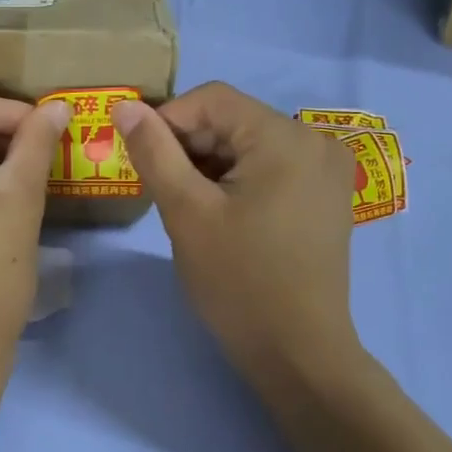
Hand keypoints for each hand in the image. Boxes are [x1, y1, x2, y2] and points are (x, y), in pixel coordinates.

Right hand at [112, 83, 360, 399]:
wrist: (297, 352)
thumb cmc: (238, 281)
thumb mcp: (185, 212)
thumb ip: (154, 152)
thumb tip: (124, 107)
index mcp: (286, 138)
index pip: (212, 99)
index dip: (167, 121)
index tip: (141, 160)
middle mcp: (315, 141)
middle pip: (233, 120)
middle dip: (190, 147)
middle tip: (163, 191)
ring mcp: (326, 170)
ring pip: (248, 144)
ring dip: (210, 165)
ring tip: (190, 208)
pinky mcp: (325, 195)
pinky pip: (270, 167)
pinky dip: (236, 179)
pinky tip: (220, 214)